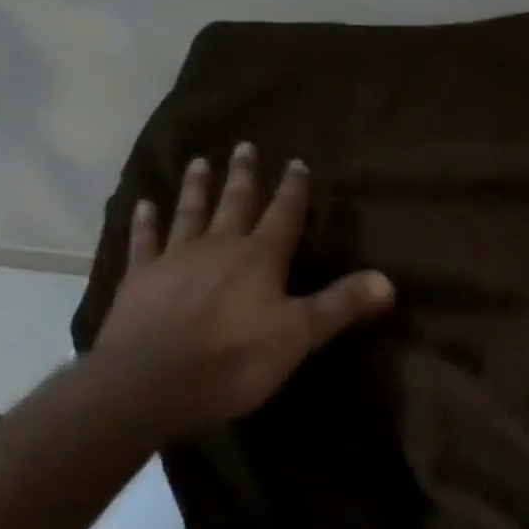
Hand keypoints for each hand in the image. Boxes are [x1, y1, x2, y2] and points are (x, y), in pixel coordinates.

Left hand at [90, 143, 394, 440]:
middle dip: (244, 175)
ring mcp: (176, 258)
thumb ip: (340, 304)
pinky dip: (144, 223)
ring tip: (198, 161)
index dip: (293, 188)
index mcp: (260, 257)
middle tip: (244, 145)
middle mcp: (219, 246)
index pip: (284, 214)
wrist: (148, 383)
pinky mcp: (140, 278)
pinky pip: (144, 242)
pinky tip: (143, 205)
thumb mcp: (298, 336)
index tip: (296, 162)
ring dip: (196, 187)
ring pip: (190, 213)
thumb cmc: (232, 359)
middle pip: (236, 203)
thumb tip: (389, 280)